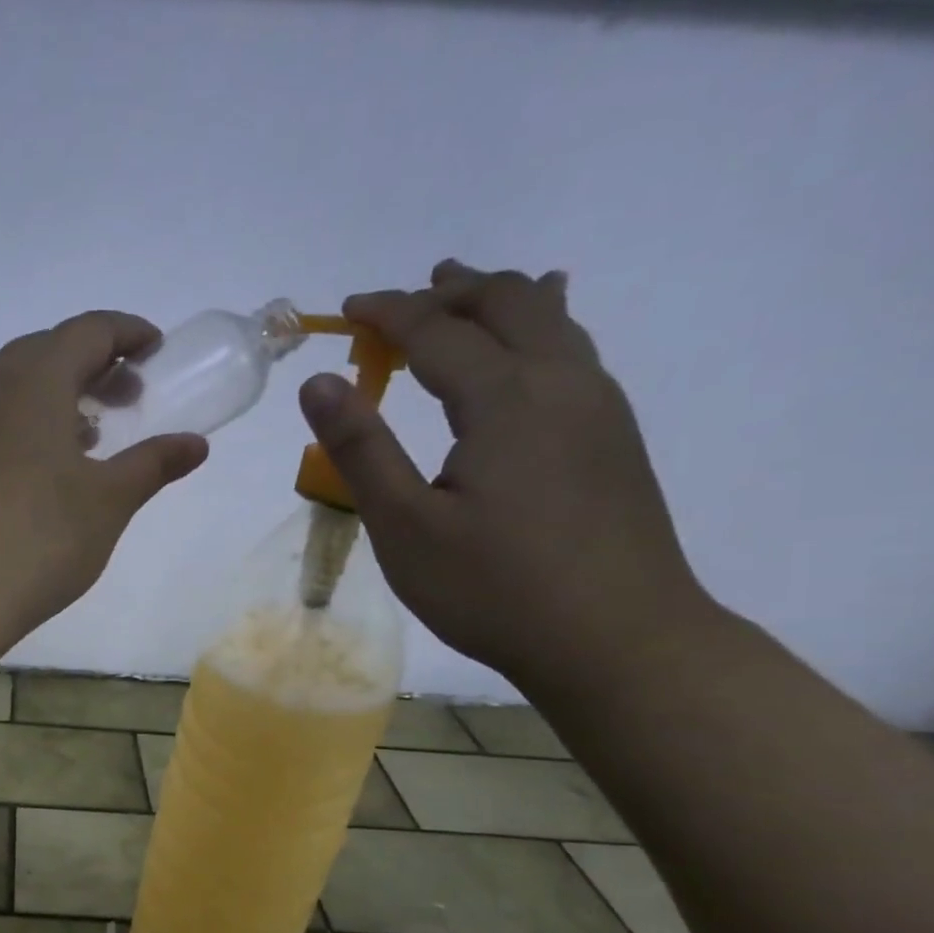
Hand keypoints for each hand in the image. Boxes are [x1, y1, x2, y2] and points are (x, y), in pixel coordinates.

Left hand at [0, 311, 208, 645]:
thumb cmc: (38, 541)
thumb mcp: (108, 502)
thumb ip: (153, 464)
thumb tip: (194, 445)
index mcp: (34, 381)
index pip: (87, 331)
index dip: (128, 333)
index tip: (157, 352)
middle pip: (47, 350)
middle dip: (93, 364)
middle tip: (127, 398)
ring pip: (14, 384)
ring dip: (57, 394)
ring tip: (90, 437)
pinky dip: (26, 421)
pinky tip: (43, 468)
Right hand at [299, 261, 711, 687]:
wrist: (616, 640)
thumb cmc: (494, 588)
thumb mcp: (405, 525)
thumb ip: (361, 448)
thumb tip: (317, 383)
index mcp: (505, 399)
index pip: (438, 330)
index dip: (388, 313)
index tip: (346, 310)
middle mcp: (561, 383)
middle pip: (507, 303)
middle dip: (448, 292)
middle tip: (399, 302)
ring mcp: (598, 407)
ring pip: (552, 320)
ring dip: (499, 301)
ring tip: (462, 296)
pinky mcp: (613, 437)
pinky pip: (573, 351)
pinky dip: (537, 328)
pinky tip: (530, 346)